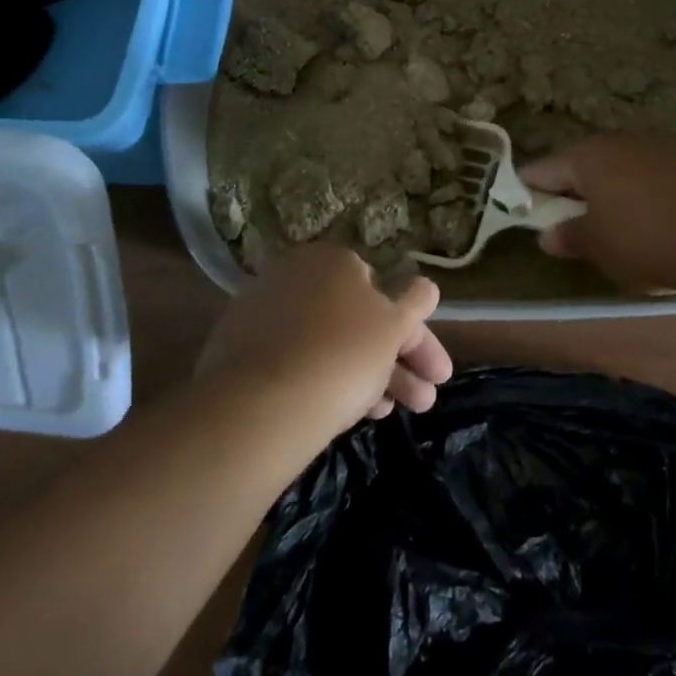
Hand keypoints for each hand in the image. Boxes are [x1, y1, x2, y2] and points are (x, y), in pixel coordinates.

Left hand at [197, 244, 452, 429]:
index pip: (385, 292)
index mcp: (333, 260)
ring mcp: (265, 313)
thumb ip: (415, 302)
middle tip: (426, 401)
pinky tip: (348, 413)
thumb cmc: (342, 353)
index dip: (416, 334)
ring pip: (331, 343)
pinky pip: (298, 361)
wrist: (260, 404)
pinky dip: (328, 380)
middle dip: (398, 362)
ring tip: (392, 416)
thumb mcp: (393, 326)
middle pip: (358, 320)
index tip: (433, 370)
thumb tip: (425, 286)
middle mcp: (296, 276)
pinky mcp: (241, 350)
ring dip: (370, 377)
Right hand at [521, 135, 675, 291]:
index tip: (524, 212)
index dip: (529, 192)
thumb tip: (548, 236)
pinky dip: (642, 193)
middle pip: (582, 165)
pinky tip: (651, 219)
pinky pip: (650, 176)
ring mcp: (656, 147)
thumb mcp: (596, 245)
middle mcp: (618, 142)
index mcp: (586, 156)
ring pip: (619, 168)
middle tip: (568, 223)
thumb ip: (567, 236)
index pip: (542, 170)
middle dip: (572, 192)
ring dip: (610, 191)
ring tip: (612, 224)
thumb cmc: (642, 239)